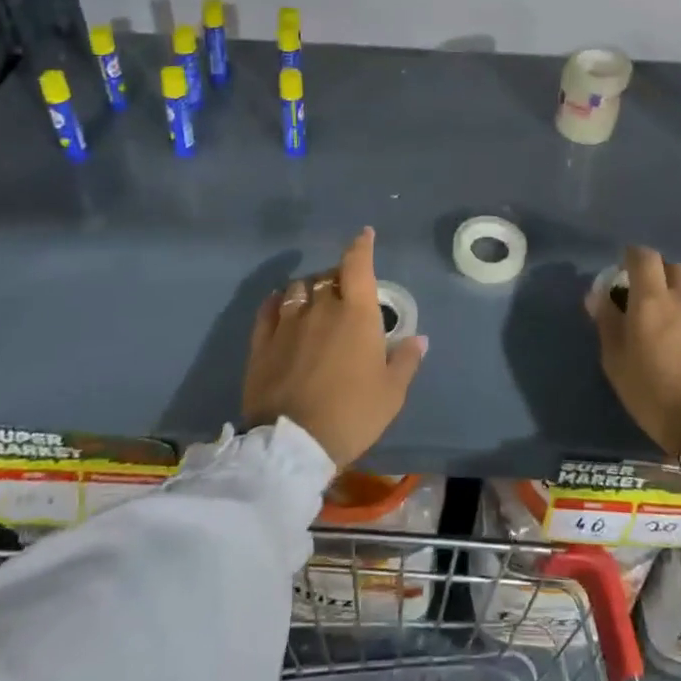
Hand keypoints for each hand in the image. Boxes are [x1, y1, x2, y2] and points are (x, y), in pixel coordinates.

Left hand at [243, 228, 425, 468]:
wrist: (292, 445)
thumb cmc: (351, 414)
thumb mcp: (391, 393)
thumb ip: (405, 360)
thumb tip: (419, 338)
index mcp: (356, 313)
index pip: (358, 265)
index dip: (361, 246)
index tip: (365, 235)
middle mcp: (321, 308)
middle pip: (328, 276)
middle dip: (339, 276)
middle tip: (346, 290)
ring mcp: (287, 323)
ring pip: (298, 288)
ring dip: (309, 288)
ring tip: (314, 300)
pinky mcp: (262, 342)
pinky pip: (269, 308)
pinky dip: (278, 301)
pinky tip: (282, 305)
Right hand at [588, 245, 680, 457]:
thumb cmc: (655, 396)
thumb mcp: (617, 364)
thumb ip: (607, 323)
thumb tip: (598, 295)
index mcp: (652, 300)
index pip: (643, 257)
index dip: (633, 257)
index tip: (626, 269)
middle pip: (672, 266)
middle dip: (658, 274)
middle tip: (651, 296)